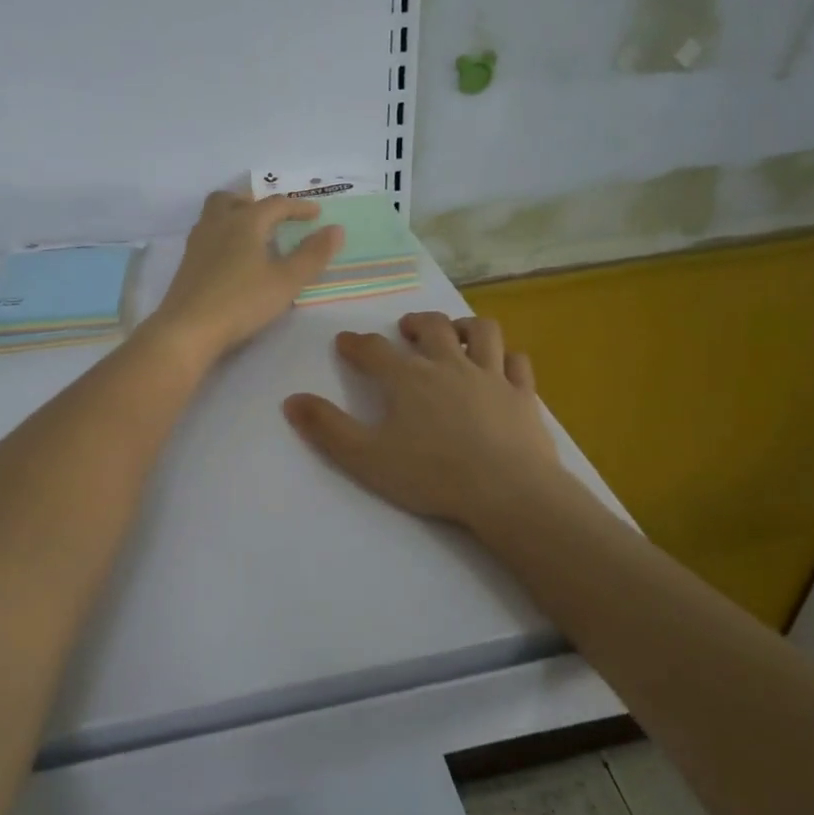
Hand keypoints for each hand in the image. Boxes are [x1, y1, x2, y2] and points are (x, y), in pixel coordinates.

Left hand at [148, 191, 342, 365]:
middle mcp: (218, 224)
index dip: (299, 207)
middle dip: (255, 203)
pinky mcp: (186, 264)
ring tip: (253, 236)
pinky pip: (207, 236)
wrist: (187, 329)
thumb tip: (335, 229)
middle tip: (273, 218)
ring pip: (214, 215)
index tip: (316, 214)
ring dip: (235, 216)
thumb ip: (312, 254)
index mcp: (245, 222)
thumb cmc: (242, 302)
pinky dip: (223, 236)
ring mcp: (198, 243)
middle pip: (233, 199)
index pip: (275, 205)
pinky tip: (232, 260)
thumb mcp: (286, 281)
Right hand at [282, 312, 568, 533]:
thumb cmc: (432, 475)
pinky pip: (517, 363)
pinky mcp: (523, 395)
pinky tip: (501, 366)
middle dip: (415, 322)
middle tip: (406, 329)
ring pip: (482, 332)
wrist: (507, 491)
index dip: (356, 343)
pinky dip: (507, 359)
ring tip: (456, 334)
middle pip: (432, 327)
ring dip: (465, 326)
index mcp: (409, 379)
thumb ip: (327, 428)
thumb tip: (290, 400)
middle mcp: (450, 365)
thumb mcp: (366, 457)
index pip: (374, 349)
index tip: (345, 341)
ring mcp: (491, 376)